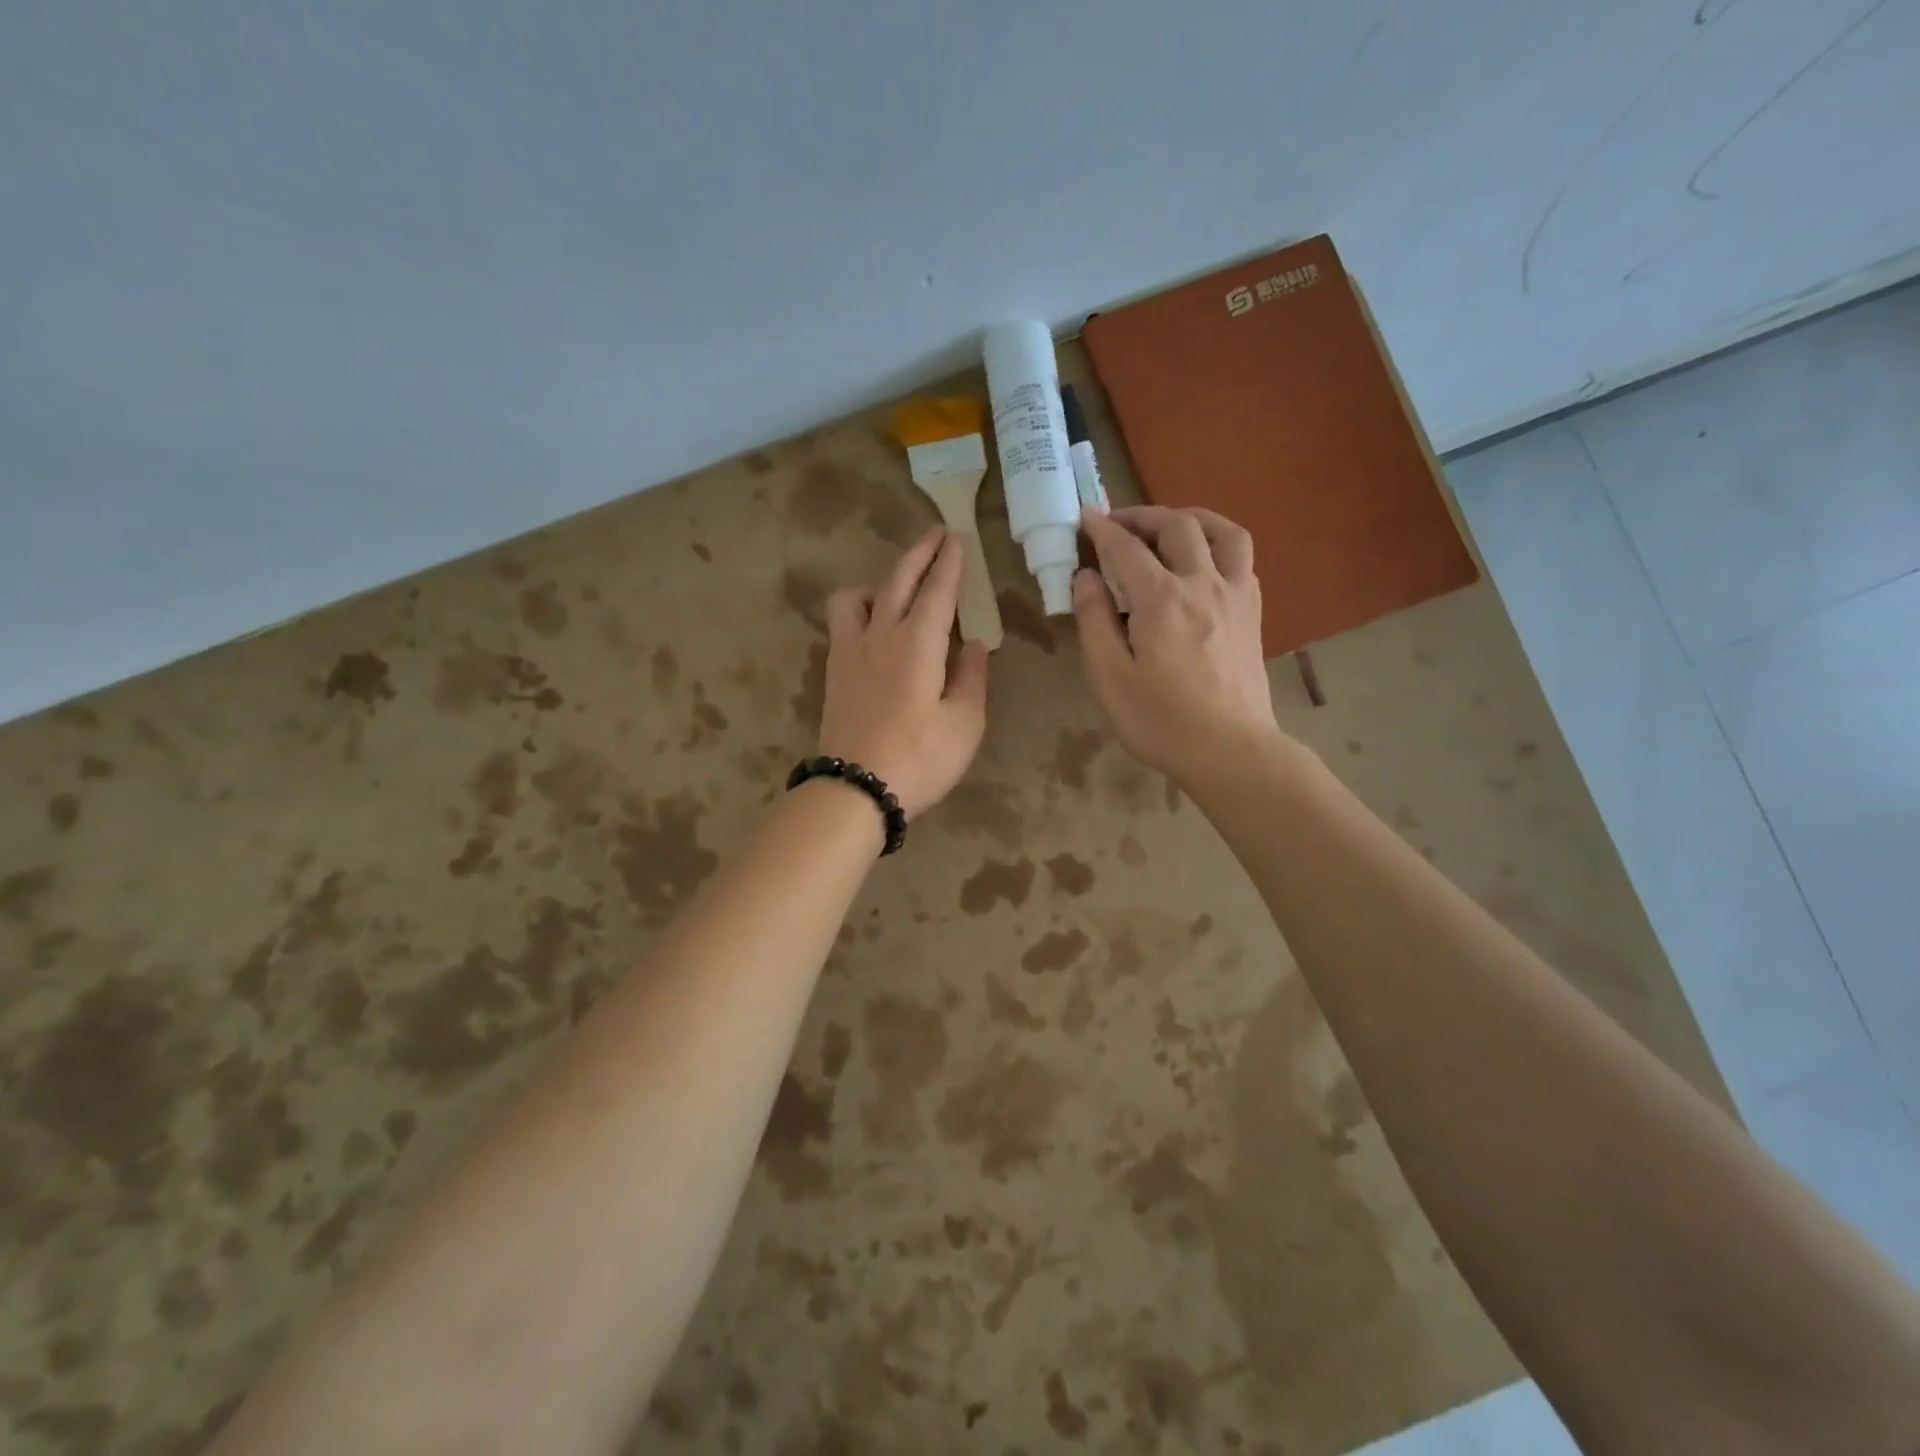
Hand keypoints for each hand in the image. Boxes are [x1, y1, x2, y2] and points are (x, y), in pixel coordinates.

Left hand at [816, 528, 988, 816]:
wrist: (855, 789)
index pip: (937, 590)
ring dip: (881, 581)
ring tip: (899, 591)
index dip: (950, 563)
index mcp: (918, 643)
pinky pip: (843, 621)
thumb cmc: (920, 758)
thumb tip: (972, 644)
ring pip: (857, 596)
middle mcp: (880, 635)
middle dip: (920, 553)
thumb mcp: (965, 723)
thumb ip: (971, 677)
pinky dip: (861, 608)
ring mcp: (850, 651)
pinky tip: (875, 627)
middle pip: (897, 579)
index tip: (957, 538)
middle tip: (936, 535)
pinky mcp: (833, 671)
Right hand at [1073, 506, 1282, 785]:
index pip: (1126, 548)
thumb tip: (1086, 577)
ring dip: (1192, 519)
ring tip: (1169, 528)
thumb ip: (1094, 620)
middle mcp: (1202, 583)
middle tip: (1119, 525)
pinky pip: (1242, 559)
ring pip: (1223, 531)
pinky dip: (1218, 546)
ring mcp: (1235, 595)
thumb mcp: (1109, 677)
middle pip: (1177, 526)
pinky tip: (1202, 564)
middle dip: (1144, 516)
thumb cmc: (1159, 720)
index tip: (1085, 516)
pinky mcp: (1253, 613)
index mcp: (1161, 598)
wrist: (1229, 751)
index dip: (1102, 529)